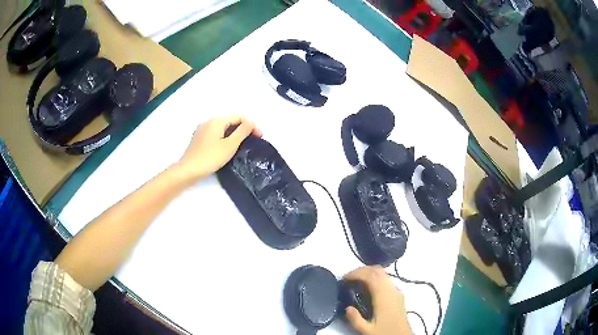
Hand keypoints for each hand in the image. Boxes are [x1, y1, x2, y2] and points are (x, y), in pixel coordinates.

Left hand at [175, 116, 261, 181]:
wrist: (188, 170)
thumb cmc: (210, 157)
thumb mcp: (230, 145)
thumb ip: (242, 131)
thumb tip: (251, 122)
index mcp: (217, 120)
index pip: (239, 117)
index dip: (252, 125)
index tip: (260, 137)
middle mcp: (209, 121)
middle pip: (231, 121)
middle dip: (243, 129)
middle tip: (253, 141)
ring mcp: (202, 130)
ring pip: (223, 128)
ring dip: (234, 134)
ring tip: (242, 145)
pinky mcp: (198, 139)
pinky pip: (216, 134)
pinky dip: (225, 138)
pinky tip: (227, 148)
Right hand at [344, 266, 411, 334]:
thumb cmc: (385, 332)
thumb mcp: (367, 330)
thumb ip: (356, 319)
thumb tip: (347, 307)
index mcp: (384, 296)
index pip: (371, 276)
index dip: (356, 273)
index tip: (344, 278)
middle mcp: (391, 290)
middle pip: (378, 270)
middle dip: (362, 270)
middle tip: (348, 278)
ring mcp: (396, 291)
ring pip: (383, 273)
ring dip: (369, 273)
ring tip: (356, 281)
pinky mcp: (398, 295)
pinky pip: (386, 279)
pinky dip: (376, 278)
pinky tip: (368, 288)